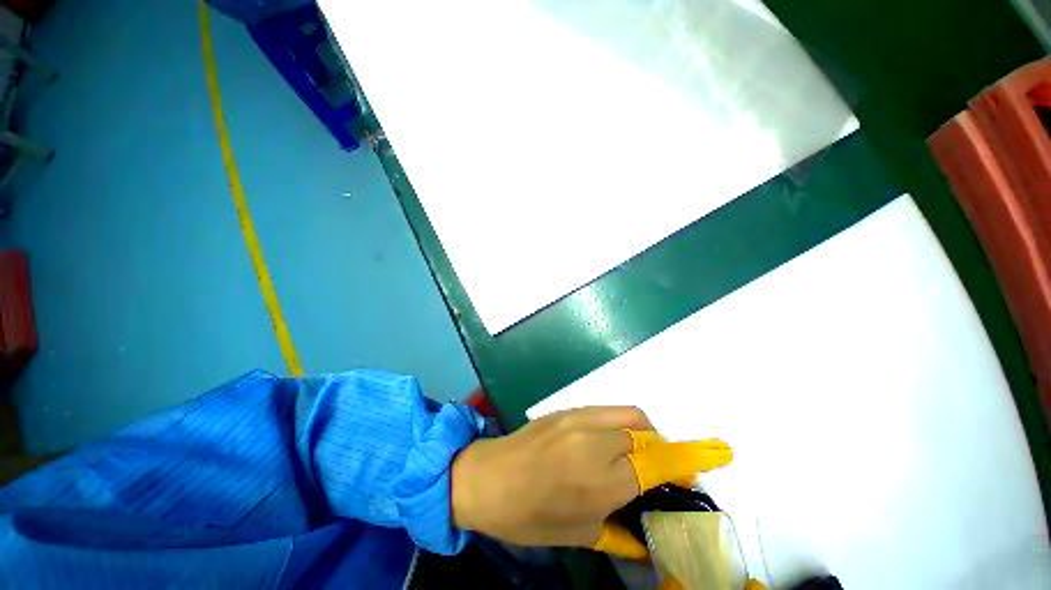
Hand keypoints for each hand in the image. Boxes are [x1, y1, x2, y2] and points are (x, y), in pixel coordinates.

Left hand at [450, 406, 731, 558]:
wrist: (486, 476)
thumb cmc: (528, 515)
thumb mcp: (577, 535)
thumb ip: (619, 531)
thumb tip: (649, 536)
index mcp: (599, 480)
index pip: (657, 465)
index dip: (689, 460)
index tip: (714, 455)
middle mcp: (594, 442)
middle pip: (647, 436)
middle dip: (666, 451)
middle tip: (665, 470)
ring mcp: (579, 419)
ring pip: (630, 416)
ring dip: (647, 433)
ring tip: (640, 454)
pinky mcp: (568, 410)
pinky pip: (609, 410)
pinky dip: (624, 423)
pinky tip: (614, 441)